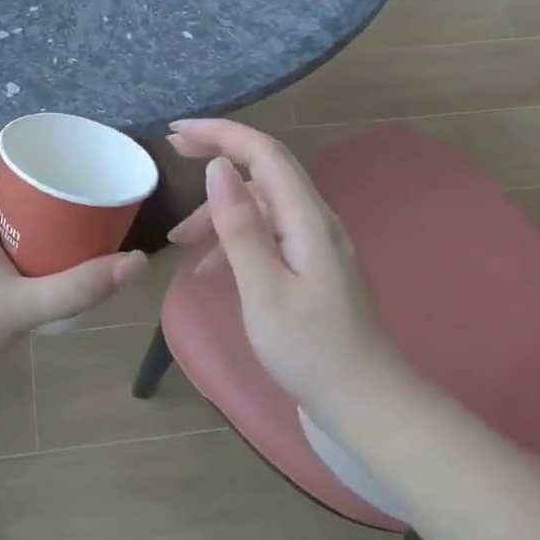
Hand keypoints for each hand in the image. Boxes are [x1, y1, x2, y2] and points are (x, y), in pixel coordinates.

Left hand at [0, 138, 146, 388]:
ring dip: (26, 205)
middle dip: (41, 176)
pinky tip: (33, 253)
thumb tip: (137, 261)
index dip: (35, 140)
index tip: (74, 150)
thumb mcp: (24, 308)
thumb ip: (81, 286)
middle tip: (83, 187)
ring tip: (67, 217)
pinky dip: (10, 228)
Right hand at [165, 120, 404, 411]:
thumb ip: (240, 227)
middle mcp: (315, 223)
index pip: (264, 153)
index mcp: (308, 219)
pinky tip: (210, 271)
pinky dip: (234, 244)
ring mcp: (314, 248)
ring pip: (261, 209)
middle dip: (217, 158)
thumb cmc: (312, 351)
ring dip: (219, 214)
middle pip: (263, 173)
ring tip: (179, 242)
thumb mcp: (264, 289)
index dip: (221, 133)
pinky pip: (267, 239)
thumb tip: (218, 168)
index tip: (176, 133)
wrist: (367, 406)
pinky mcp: (309, 273)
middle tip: (171, 155)